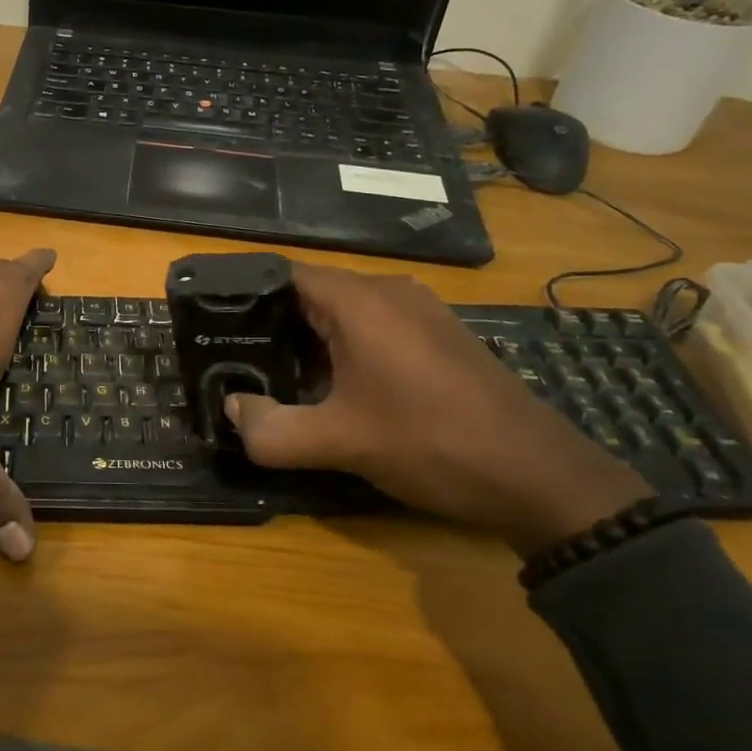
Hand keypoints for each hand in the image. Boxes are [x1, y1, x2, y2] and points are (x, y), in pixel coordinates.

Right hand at [224, 266, 651, 554]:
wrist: (539, 476)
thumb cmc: (431, 442)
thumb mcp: (339, 442)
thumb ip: (271, 429)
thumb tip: (233, 410)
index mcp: (360, 300)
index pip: (284, 274)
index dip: (243, 294)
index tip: (211, 322)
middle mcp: (390, 291)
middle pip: (311, 294)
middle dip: (271, 324)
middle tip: (234, 357)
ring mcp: (420, 312)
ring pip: (343, 313)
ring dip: (308, 341)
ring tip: (273, 375)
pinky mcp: (438, 337)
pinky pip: (373, 329)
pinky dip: (343, 350)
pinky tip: (332, 389)